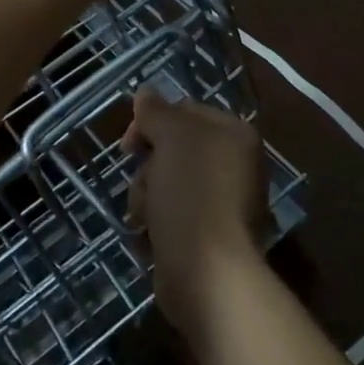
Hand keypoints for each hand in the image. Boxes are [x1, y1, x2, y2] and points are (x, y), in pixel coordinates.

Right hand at [122, 88, 266, 334]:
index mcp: (235, 134)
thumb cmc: (192, 194)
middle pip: (173, 148)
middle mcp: (234, 164)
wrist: (207, 273)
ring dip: (147, 196)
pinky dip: (157, 223)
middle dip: (149, 166)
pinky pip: (171, 215)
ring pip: (166, 182)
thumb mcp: (172, 139)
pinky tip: (150, 237)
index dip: (152, 122)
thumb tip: (146, 91)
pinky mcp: (207, 235)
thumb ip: (157, 112)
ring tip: (147, 217)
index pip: (185, 111)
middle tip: (144, 183)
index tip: (128, 145)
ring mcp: (222, 201)